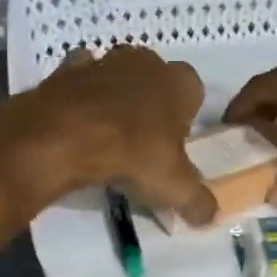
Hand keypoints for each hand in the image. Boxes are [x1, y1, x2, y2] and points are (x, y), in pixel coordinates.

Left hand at [0, 45, 217, 226]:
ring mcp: (105, 61)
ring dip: (116, 96)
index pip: (193, 93)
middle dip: (151, 103)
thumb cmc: (133, 154)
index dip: (184, 119)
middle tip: (141, 141)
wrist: (66, 136)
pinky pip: (80, 77)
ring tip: (107, 133)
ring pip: (118, 75)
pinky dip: (80, 92)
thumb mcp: (174, 188)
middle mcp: (146, 62)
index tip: (173, 146)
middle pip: (155, 80)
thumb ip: (198, 201)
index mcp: (180, 82)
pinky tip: (77, 119)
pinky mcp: (68, 69)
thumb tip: (210, 216)